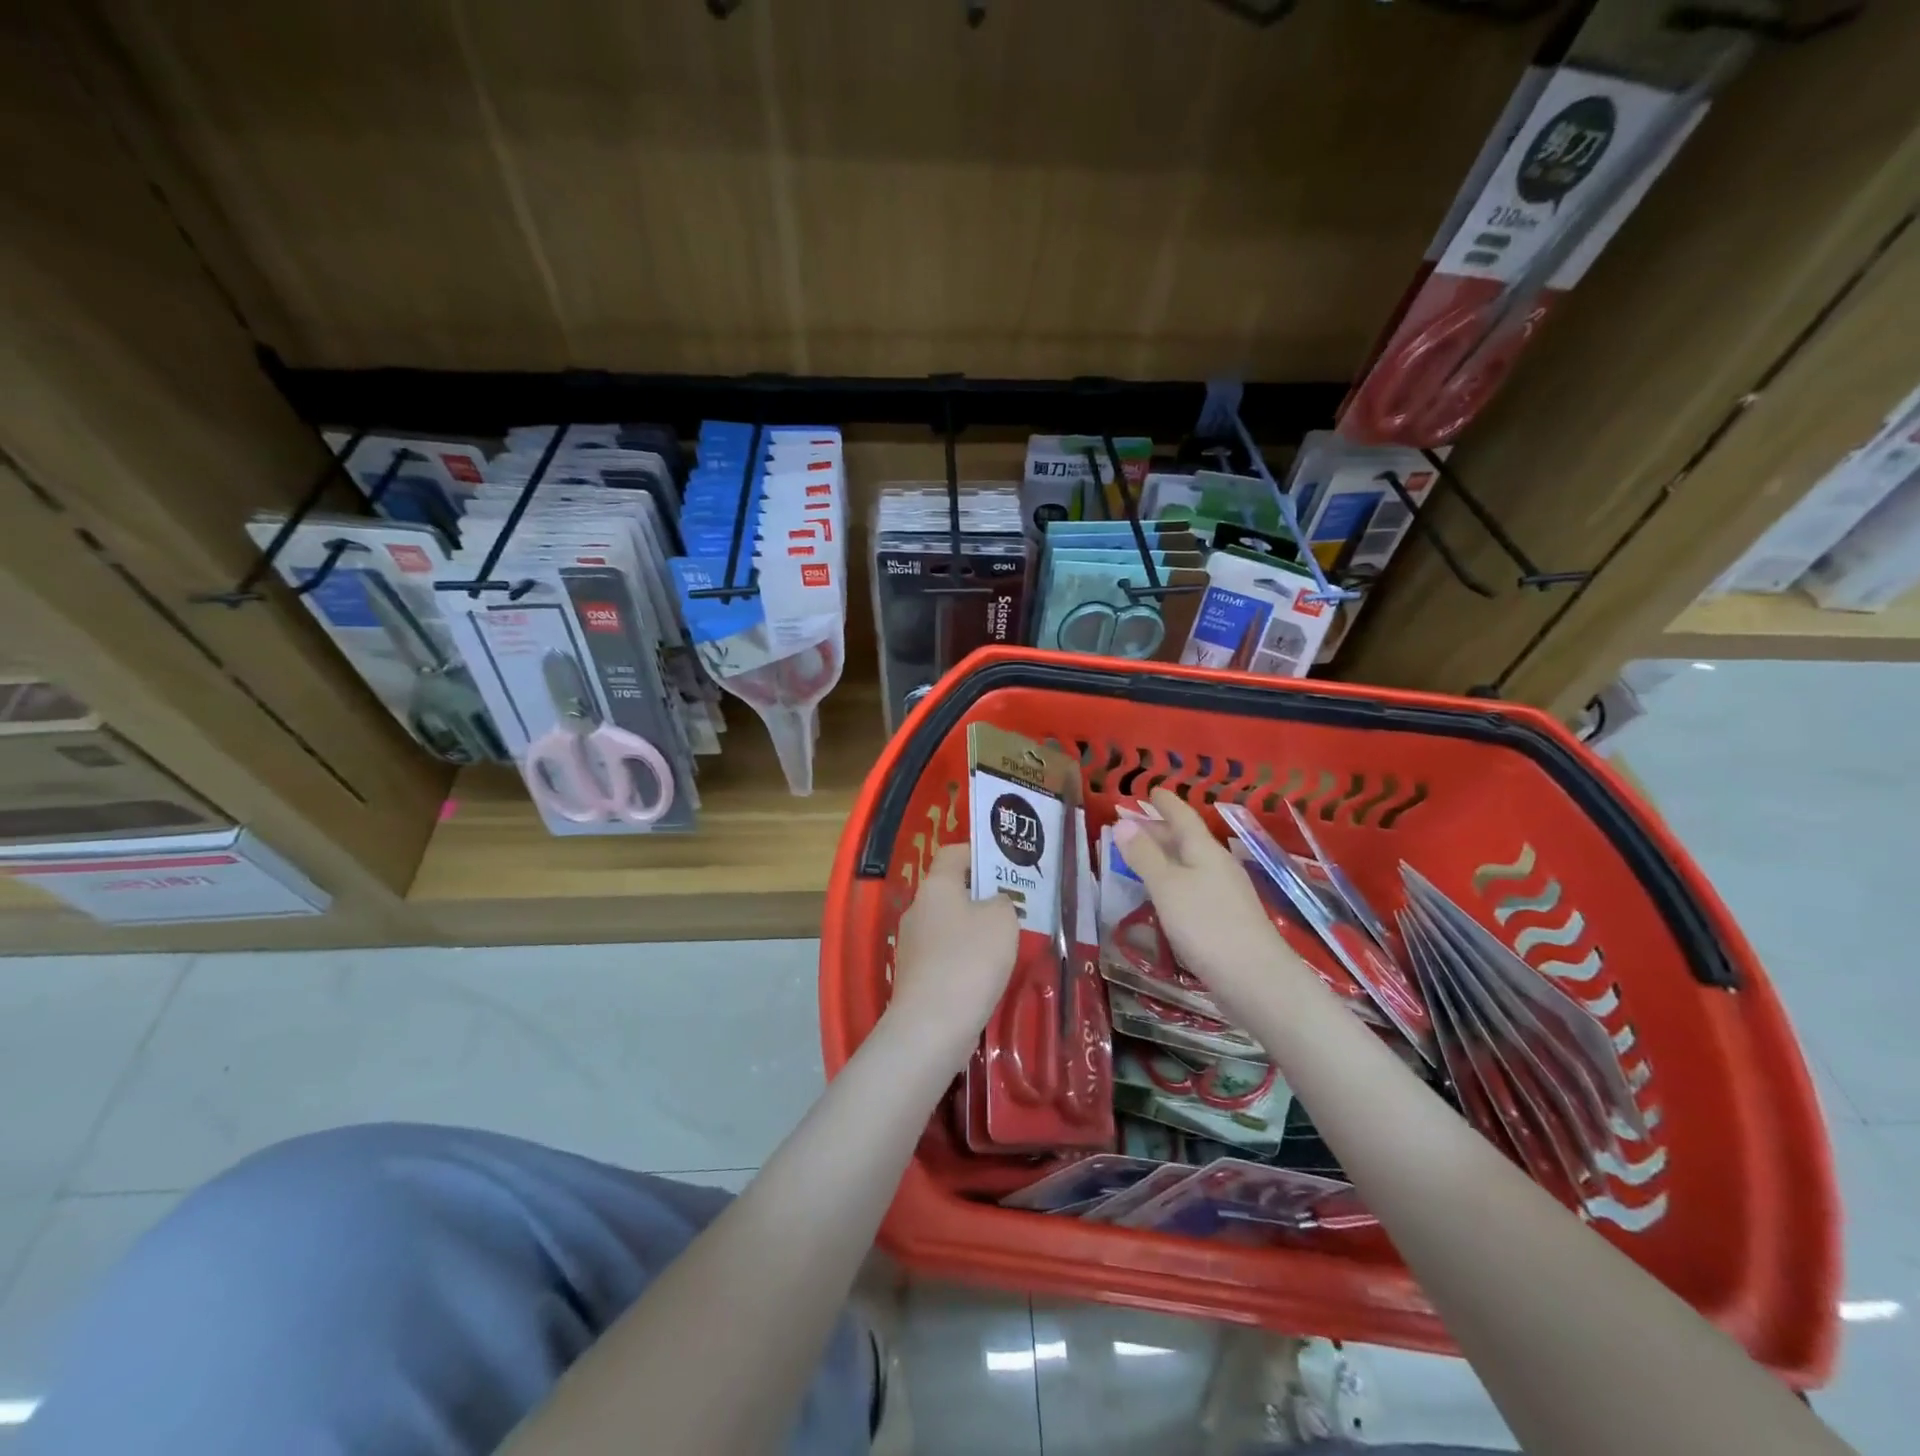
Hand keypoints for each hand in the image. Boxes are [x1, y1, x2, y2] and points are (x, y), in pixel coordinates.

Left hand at [887, 843, 1018, 1057]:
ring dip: (975, 930)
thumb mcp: (1002, 919)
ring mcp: (912, 944)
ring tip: (1007, 942)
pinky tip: (987, 974)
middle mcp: (918, 908)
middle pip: (951, 890)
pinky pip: (945, 955)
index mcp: (936, 885)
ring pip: (949, 924)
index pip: (953, 852)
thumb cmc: (970, 959)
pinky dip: (965, 959)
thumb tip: (994, 903)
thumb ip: (1003, 902)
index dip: (979, 854)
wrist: (932, 1026)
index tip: (1006, 867)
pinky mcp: (916, 976)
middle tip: (1015, 907)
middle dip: (981, 895)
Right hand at [1115, 788, 1300, 1001]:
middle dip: (1160, 829)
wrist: (1256, 980)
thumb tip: (1123, 822)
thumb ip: (1144, 856)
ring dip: (1166, 855)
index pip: (1183, 817)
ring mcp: (1226, 893)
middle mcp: (1218, 865)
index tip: (1151, 790)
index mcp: (1205, 850)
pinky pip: (1194, 886)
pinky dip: (1174, 880)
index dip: (1166, 803)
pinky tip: (1166, 894)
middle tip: (1133, 823)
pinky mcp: (1227, 919)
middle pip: (1187, 839)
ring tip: (1142, 856)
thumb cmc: (1206, 925)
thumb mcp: (1167, 887)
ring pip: (1191, 863)